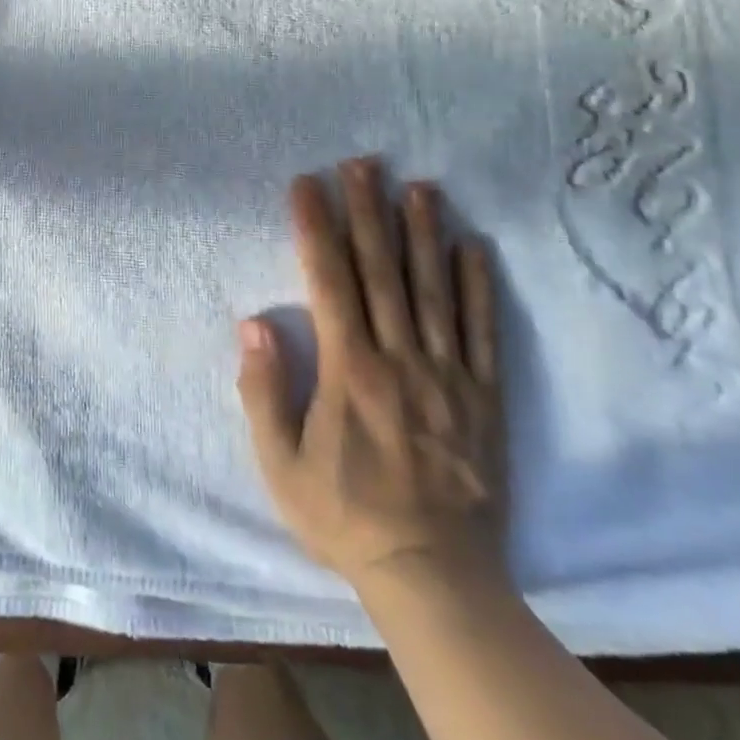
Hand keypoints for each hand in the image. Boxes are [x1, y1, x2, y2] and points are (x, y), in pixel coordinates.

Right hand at [237, 157, 506, 594]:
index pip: (329, 282)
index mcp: (349, 371)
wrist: (434, 576)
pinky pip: (482, 332)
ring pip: (433, 290)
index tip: (307, 185)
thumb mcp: (280, 464)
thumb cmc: (344, 515)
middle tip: (362, 163)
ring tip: (418, 186)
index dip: (317, 228)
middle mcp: (400, 360)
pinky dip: (477, 287)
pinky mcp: (484, 397)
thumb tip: (254, 323)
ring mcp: (447, 376)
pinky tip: (473, 247)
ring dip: (423, 234)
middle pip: (382, 271)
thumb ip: (265, 392)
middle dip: (368, 212)